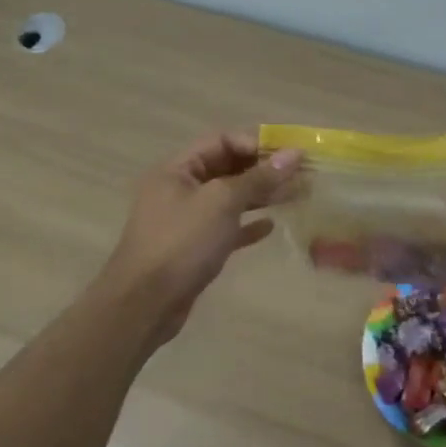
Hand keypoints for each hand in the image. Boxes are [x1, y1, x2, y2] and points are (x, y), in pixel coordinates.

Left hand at [100, 132, 301, 343]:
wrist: (144, 305)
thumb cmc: (181, 242)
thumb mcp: (222, 202)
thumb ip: (258, 177)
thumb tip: (294, 154)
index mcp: (177, 169)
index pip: (220, 141)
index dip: (255, 142)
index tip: (288, 153)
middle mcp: (179, 190)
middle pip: (226, 168)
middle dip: (263, 169)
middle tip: (300, 174)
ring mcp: (186, 221)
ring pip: (229, 199)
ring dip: (260, 196)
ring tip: (295, 196)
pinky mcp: (193, 249)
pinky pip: (225, 229)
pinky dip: (247, 225)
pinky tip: (270, 227)